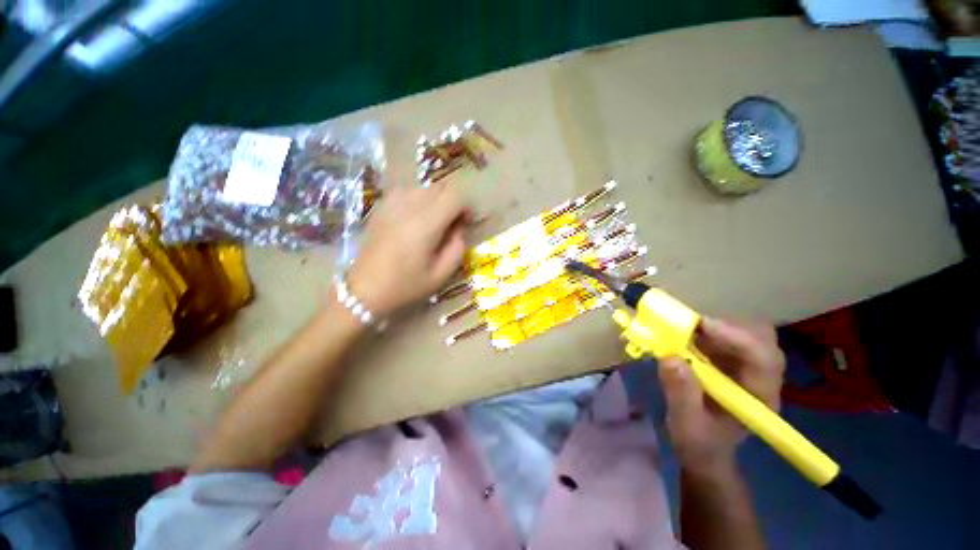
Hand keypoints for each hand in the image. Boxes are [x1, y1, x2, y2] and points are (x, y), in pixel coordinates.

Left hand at [346, 182, 469, 317]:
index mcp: (425, 223)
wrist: (364, 289)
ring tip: (433, 224)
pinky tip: (414, 220)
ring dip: (436, 201)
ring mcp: (392, 203)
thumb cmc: (405, 285)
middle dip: (452, 203)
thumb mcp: (441, 274)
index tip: (465, 223)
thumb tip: (459, 228)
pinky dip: (419, 201)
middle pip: (441, 188)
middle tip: (451, 225)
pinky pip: (408, 192)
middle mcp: (408, 205)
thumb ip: (457, 247)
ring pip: (425, 188)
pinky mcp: (381, 206)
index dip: (466, 206)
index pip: (454, 196)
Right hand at [659, 318, 784, 475]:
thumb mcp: (686, 423)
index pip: (763, 359)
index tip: (701, 325)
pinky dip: (705, 331)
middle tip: (692, 326)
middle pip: (762, 339)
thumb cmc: (699, 442)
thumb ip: (681, 393)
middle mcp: (761, 377)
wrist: (703, 450)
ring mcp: (747, 367)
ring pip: (744, 332)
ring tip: (685, 331)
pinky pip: (725, 336)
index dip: (736, 337)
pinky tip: (686, 337)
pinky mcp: (731, 361)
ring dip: (715, 327)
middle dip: (728, 327)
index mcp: (760, 397)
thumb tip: (670, 357)